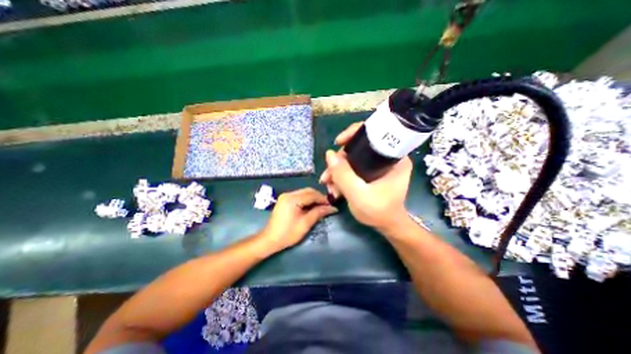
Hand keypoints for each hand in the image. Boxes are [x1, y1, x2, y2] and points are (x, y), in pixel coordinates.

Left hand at [256, 188, 336, 250]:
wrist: (270, 240)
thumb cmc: (288, 234)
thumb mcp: (305, 223)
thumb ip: (318, 213)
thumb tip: (332, 208)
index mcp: (292, 199)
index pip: (312, 194)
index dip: (323, 199)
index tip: (332, 205)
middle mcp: (288, 194)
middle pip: (308, 191)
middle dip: (319, 197)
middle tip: (327, 206)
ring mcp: (285, 196)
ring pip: (304, 192)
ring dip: (313, 198)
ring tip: (321, 207)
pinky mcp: (284, 200)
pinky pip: (299, 196)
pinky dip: (307, 200)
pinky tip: (311, 206)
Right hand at [319, 124, 411, 229]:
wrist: (387, 226)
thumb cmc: (378, 211)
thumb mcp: (358, 194)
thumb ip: (343, 175)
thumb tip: (329, 154)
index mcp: (394, 158)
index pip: (374, 132)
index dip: (354, 133)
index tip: (338, 142)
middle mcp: (388, 157)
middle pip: (359, 147)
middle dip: (340, 160)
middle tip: (328, 175)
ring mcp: (379, 165)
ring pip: (353, 158)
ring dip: (338, 170)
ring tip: (329, 185)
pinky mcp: (372, 172)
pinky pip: (354, 166)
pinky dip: (342, 174)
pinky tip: (334, 186)